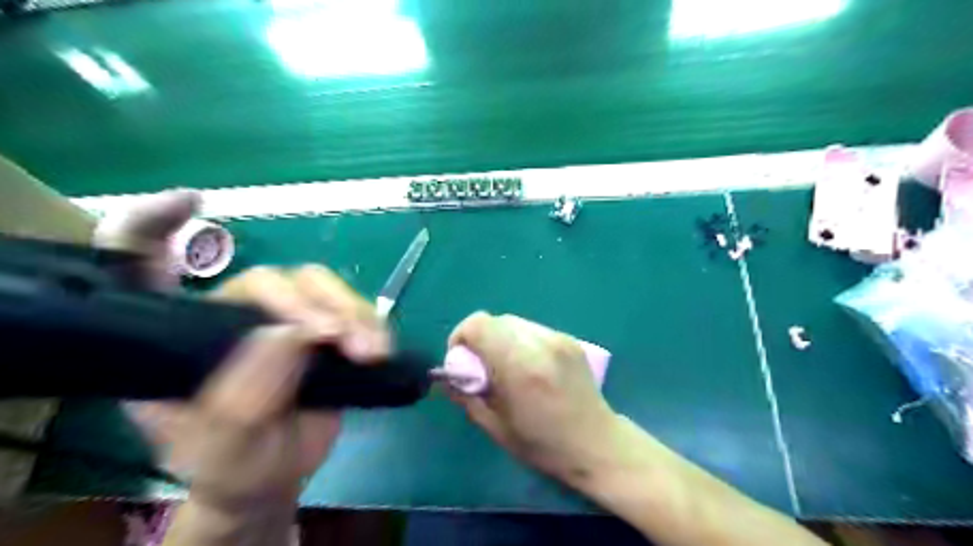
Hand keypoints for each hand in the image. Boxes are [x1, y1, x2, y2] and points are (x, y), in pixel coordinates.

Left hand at [93, 192, 387, 506]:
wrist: (277, 474)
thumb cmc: (232, 464)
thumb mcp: (220, 448)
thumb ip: (243, 396)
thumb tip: (289, 335)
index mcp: (175, 337)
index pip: (139, 267)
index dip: (151, 226)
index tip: (190, 204)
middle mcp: (229, 317)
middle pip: (268, 279)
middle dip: (306, 303)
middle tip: (335, 336)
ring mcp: (284, 321)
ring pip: (320, 287)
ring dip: (350, 312)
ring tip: (368, 351)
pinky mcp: (326, 330)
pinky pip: (354, 309)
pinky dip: (371, 324)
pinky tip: (379, 349)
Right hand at [446, 312, 613, 485]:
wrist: (596, 444)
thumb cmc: (543, 445)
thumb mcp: (496, 427)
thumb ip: (466, 396)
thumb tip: (446, 377)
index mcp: (519, 366)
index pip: (478, 324)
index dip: (461, 336)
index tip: (461, 361)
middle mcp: (539, 343)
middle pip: (495, 320)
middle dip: (481, 339)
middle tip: (483, 368)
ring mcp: (558, 339)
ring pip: (514, 323)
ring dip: (501, 339)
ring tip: (507, 367)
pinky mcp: (570, 339)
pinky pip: (533, 329)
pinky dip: (521, 341)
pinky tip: (530, 367)